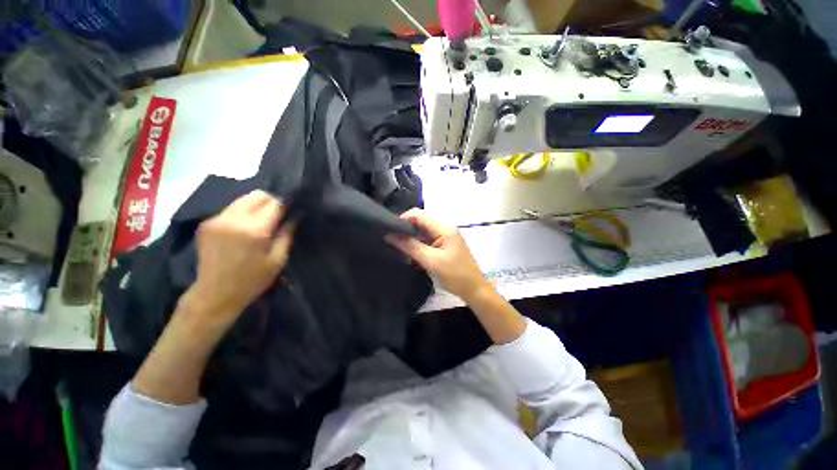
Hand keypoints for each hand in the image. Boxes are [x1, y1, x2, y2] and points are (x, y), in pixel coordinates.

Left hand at [186, 190, 294, 322]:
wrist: (215, 294)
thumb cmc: (252, 280)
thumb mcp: (277, 260)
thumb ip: (286, 234)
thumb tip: (295, 216)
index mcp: (254, 230)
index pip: (274, 203)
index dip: (286, 205)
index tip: (292, 211)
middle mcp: (233, 219)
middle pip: (257, 195)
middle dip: (271, 201)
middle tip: (278, 216)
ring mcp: (216, 220)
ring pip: (243, 199)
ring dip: (256, 206)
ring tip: (262, 221)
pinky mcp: (206, 223)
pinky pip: (230, 209)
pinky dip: (242, 213)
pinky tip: (244, 228)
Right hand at [387, 208, 489, 300]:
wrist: (473, 289)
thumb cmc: (455, 274)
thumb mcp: (431, 261)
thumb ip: (410, 246)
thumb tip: (389, 235)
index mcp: (443, 227)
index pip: (417, 214)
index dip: (402, 220)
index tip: (389, 232)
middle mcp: (443, 227)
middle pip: (419, 221)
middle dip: (405, 229)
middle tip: (392, 241)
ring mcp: (443, 235)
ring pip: (421, 230)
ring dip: (410, 239)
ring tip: (398, 249)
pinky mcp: (442, 244)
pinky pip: (425, 239)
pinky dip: (417, 245)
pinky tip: (409, 255)